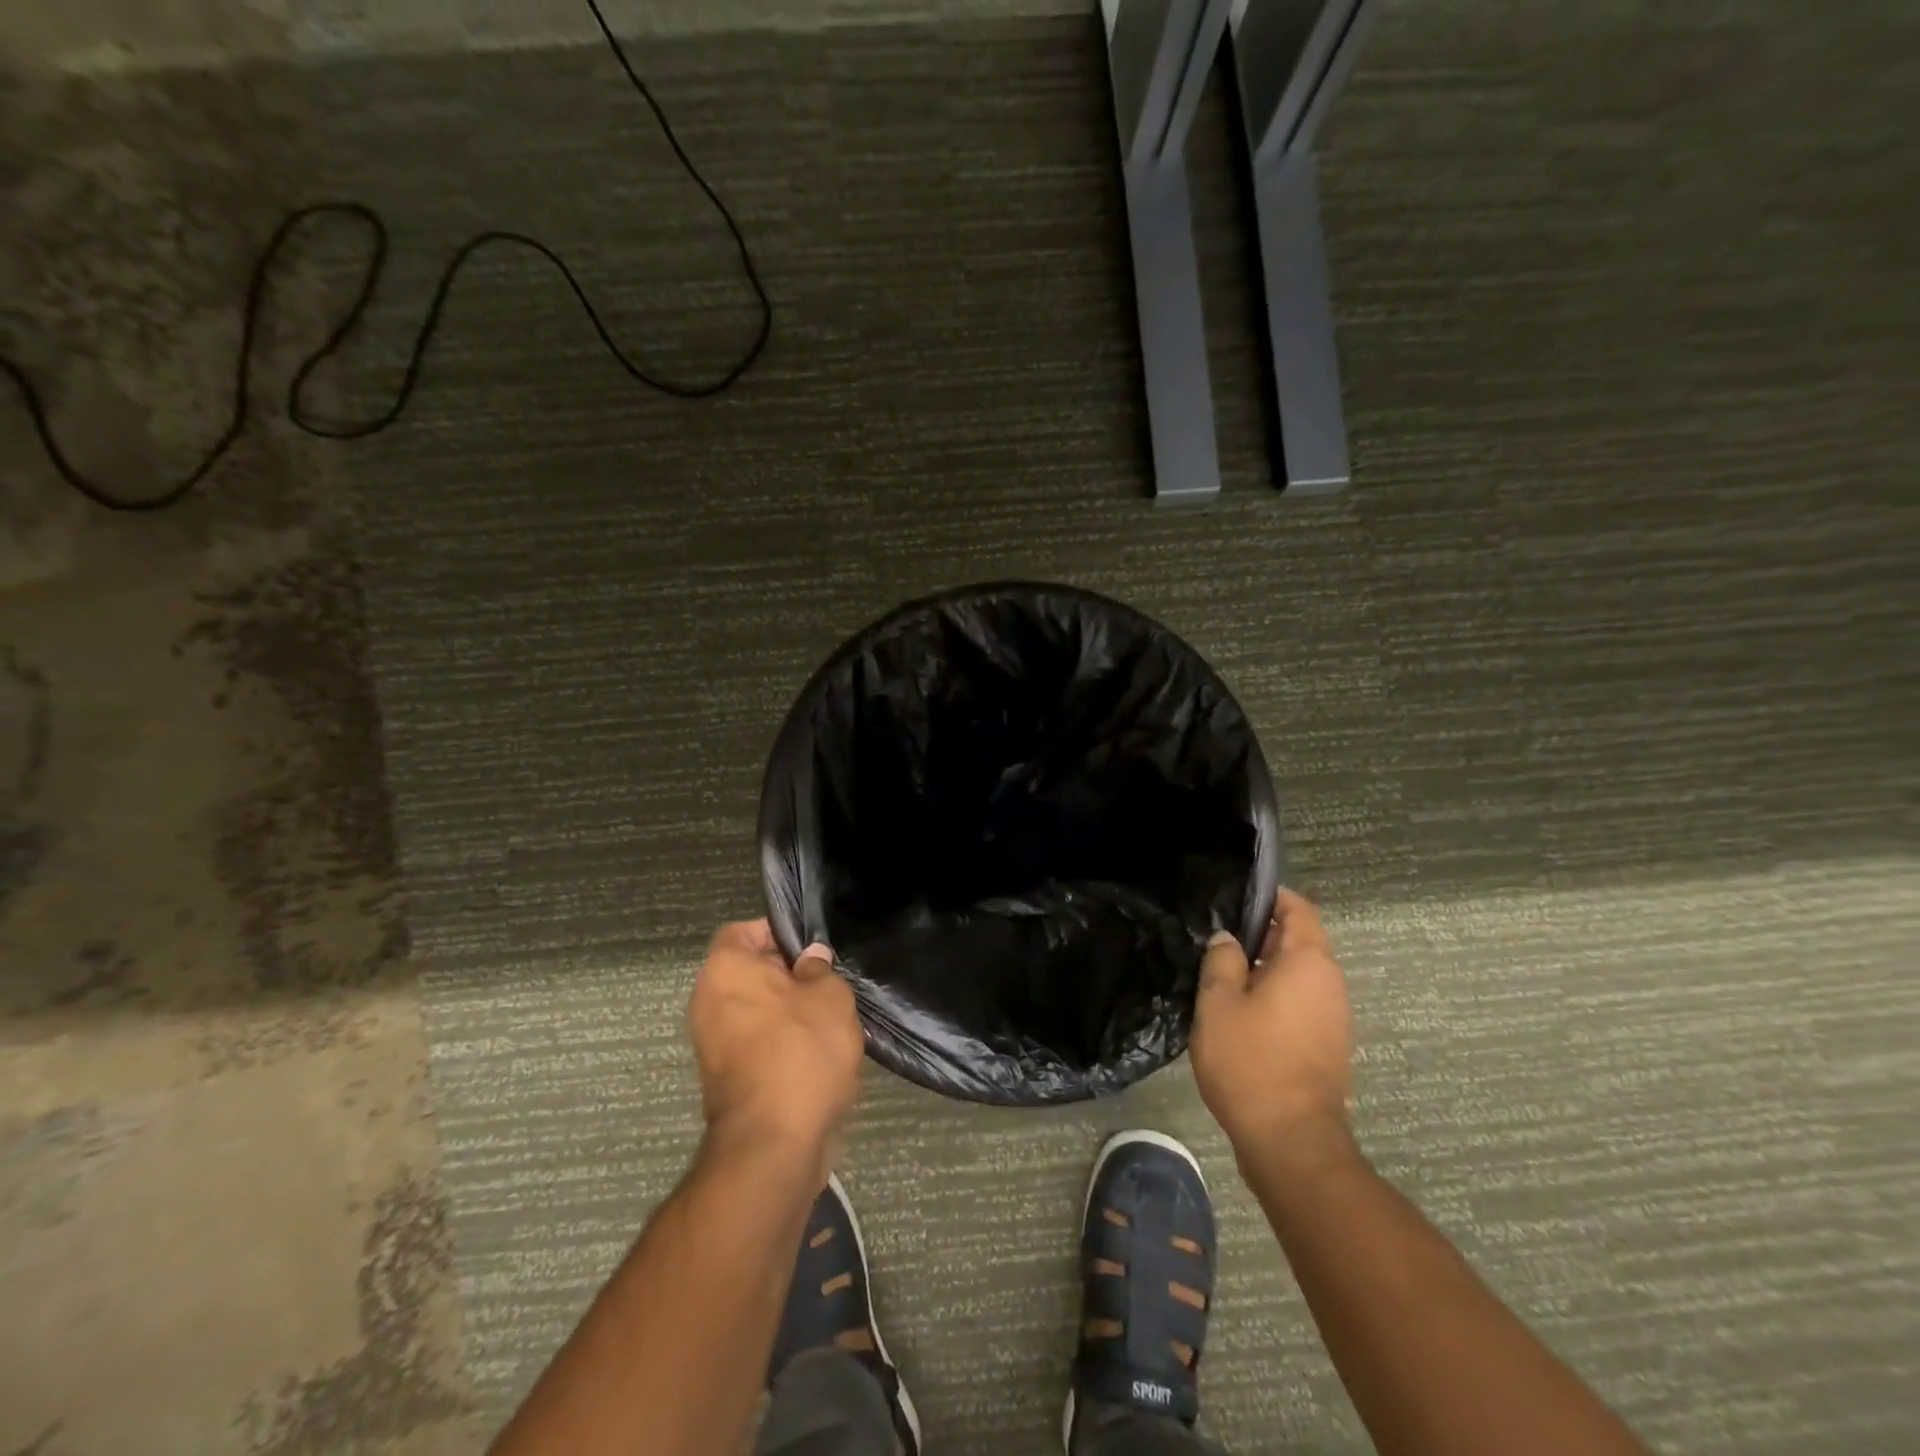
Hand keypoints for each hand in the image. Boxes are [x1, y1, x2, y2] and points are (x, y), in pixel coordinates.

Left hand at [687, 920, 864, 1180]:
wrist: (773, 1143)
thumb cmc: (802, 1051)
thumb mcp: (829, 997)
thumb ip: (819, 970)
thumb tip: (810, 959)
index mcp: (725, 969)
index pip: (743, 931)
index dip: (777, 932)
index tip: (812, 948)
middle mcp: (707, 1001)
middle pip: (748, 972)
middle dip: (787, 975)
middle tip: (827, 983)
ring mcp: (710, 1043)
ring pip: (753, 1009)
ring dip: (786, 1012)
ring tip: (827, 1019)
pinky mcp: (723, 1079)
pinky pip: (754, 1043)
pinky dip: (779, 1043)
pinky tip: (815, 1053)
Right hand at [1191, 889, 1355, 1169]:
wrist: (1291, 1140)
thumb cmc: (1251, 1061)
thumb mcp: (1218, 1003)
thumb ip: (1222, 961)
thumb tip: (1228, 940)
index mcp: (1309, 962)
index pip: (1299, 909)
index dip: (1270, 897)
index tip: (1235, 897)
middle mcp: (1330, 983)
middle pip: (1299, 940)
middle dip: (1260, 933)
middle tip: (1216, 938)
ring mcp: (1334, 1016)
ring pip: (1298, 973)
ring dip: (1265, 967)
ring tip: (1222, 973)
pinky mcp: (1327, 1043)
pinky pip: (1300, 1000)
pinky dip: (1274, 994)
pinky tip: (1239, 1009)